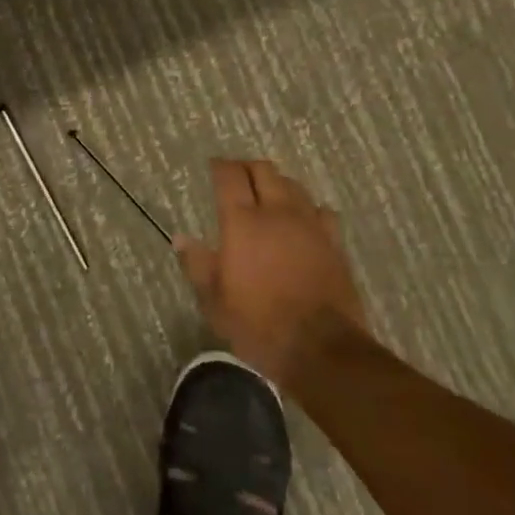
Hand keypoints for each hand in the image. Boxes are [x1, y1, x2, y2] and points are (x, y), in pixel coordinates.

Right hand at [175, 158, 368, 388]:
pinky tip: (304, 221)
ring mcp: (309, 224)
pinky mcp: (334, 241)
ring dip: (277, 183)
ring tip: (268, 195)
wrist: (320, 348)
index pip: (230, 176)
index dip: (220, 166)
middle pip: (264, 170)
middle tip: (237, 176)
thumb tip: (181, 238)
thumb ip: (197, 264)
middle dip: (248, 167)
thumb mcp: (215, 301)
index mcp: (243, 222)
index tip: (213, 166)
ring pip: (293, 185)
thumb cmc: (258, 324)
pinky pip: (321, 210)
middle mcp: (277, 212)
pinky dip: (308, 208)